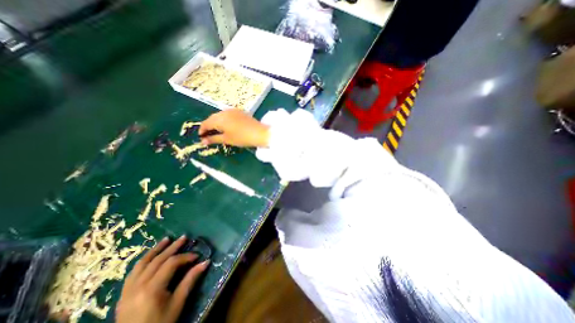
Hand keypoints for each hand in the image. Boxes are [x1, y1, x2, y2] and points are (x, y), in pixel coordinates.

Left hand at [116, 236, 208, 322]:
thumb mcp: (177, 304)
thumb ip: (190, 280)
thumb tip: (206, 262)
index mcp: (152, 289)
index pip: (171, 264)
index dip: (185, 257)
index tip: (197, 256)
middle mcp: (137, 286)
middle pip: (157, 260)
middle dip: (172, 247)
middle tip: (184, 237)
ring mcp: (127, 290)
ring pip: (142, 263)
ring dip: (155, 250)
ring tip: (166, 239)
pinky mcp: (123, 295)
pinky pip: (133, 272)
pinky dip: (144, 261)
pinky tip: (151, 256)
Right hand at [199, 110, 270, 147]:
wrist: (259, 133)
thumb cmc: (242, 138)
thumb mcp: (227, 139)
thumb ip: (213, 139)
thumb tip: (202, 141)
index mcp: (219, 118)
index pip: (206, 123)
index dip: (202, 130)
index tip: (200, 137)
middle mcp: (224, 112)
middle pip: (212, 118)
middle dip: (208, 125)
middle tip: (207, 134)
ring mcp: (232, 110)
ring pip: (220, 115)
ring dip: (216, 122)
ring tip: (216, 131)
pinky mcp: (239, 111)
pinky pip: (227, 114)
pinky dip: (224, 120)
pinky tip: (226, 126)